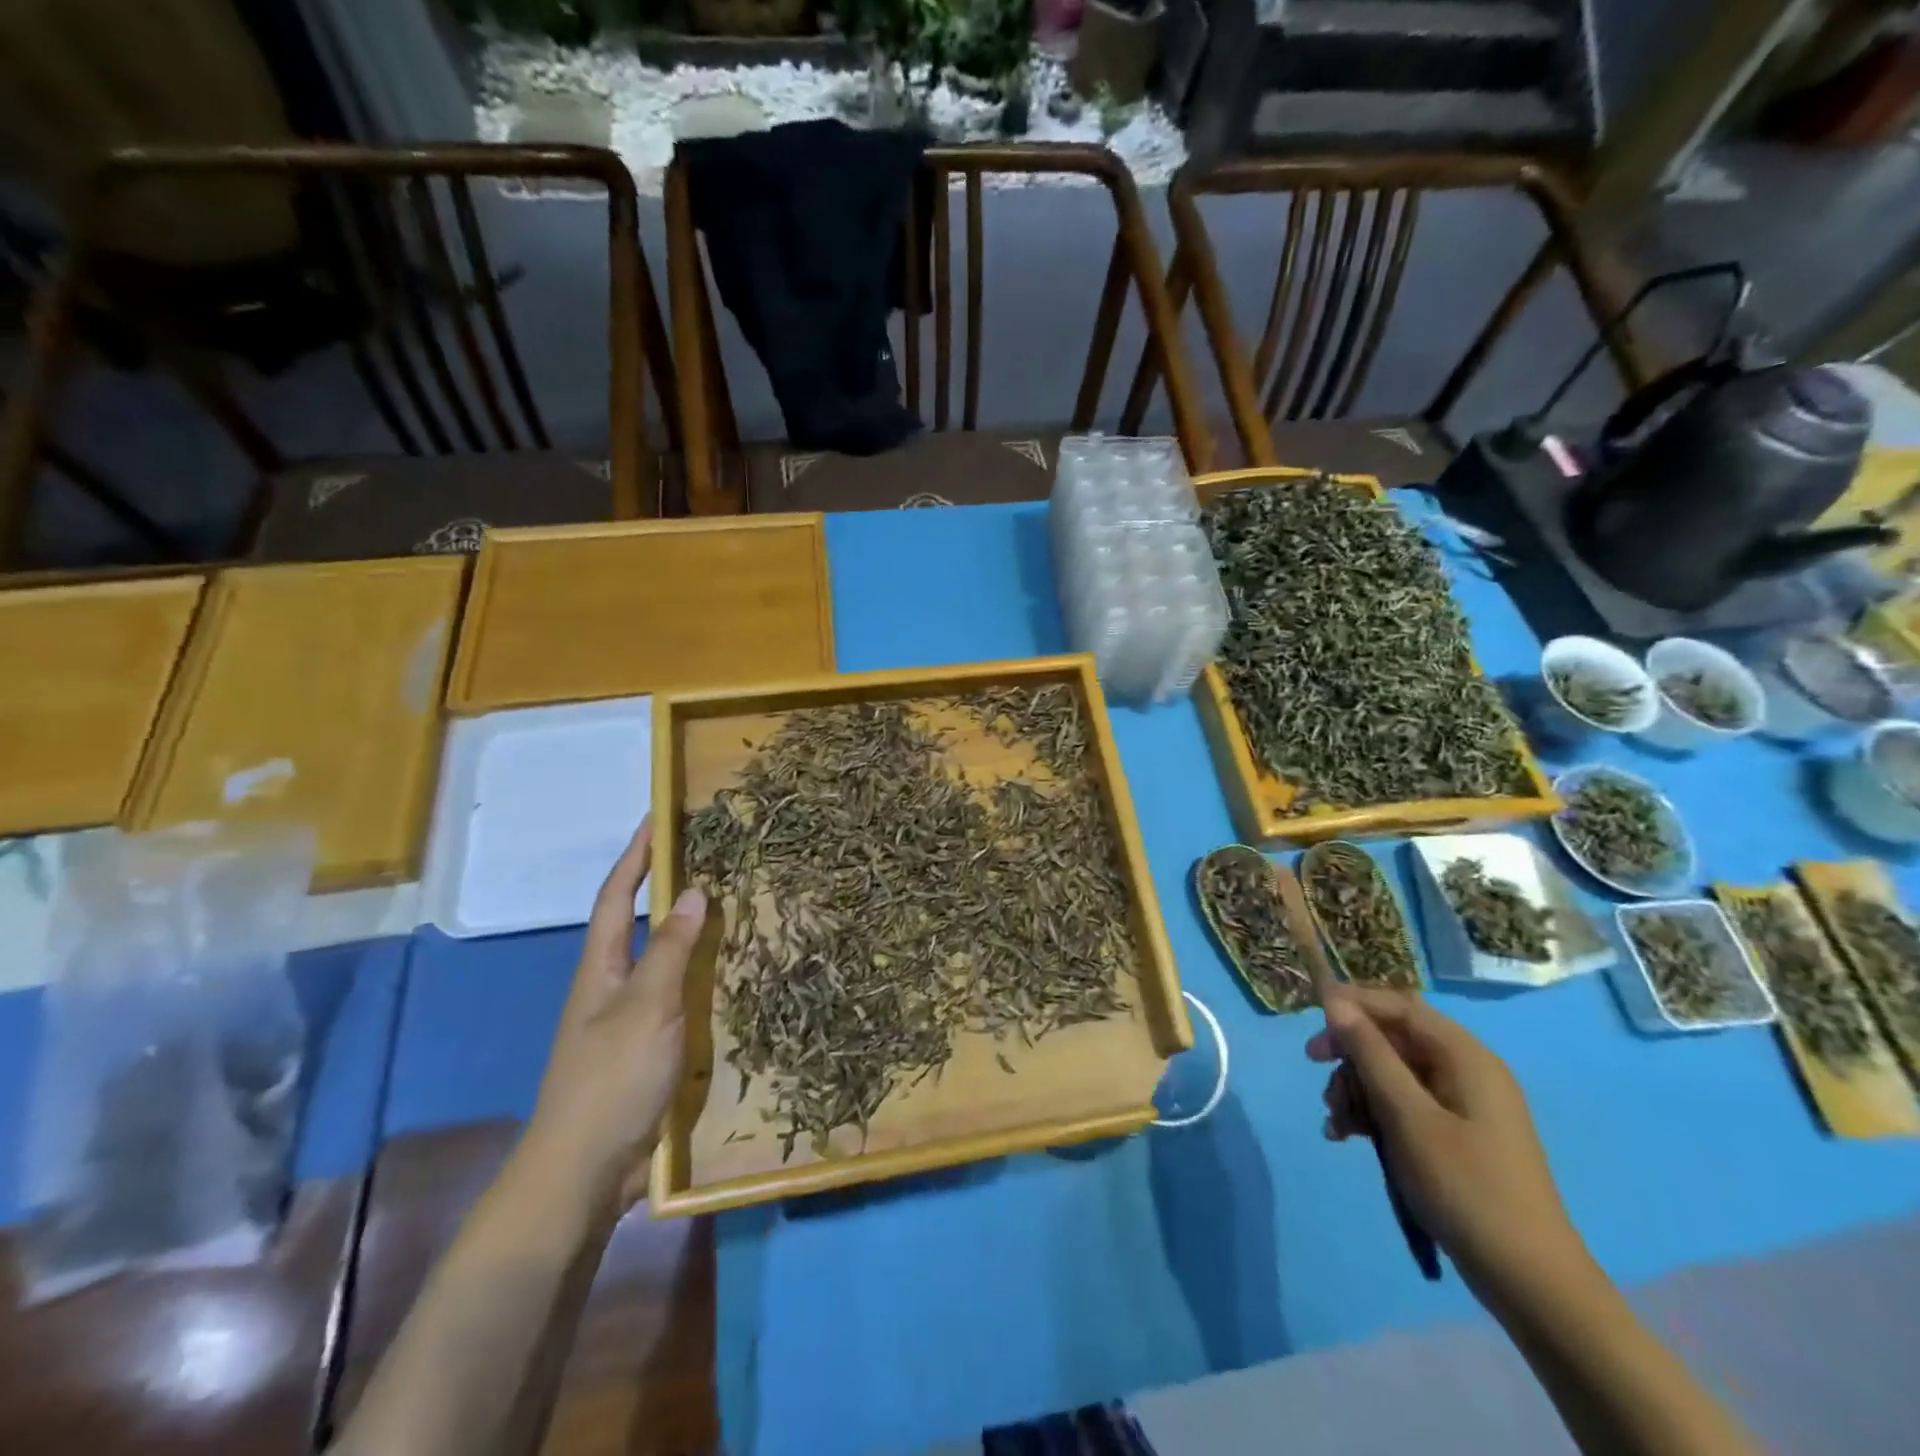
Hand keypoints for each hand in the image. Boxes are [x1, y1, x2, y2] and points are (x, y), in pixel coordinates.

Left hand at [520, 818, 707, 1211]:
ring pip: (666, 960)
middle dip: (669, 888)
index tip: (658, 818)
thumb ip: (670, 949)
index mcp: (601, 968)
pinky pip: (682, 997)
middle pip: (641, 923)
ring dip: (694, 932)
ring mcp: (632, 1019)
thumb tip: (695, 890)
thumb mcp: (645, 1008)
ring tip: (735, 906)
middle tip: (713, 859)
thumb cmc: (609, 1080)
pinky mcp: (651, 1048)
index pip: (616, 897)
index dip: (636, 856)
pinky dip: (704, 976)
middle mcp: (613, 985)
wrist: (585, 1171)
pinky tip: (734, 974)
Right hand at [1308, 985, 1583, 1299]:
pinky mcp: (1456, 1134)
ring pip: (1393, 1072)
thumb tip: (1334, 1000)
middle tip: (1316, 1071)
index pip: (1399, 1005)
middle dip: (1351, 1054)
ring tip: (1335, 1122)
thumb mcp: (1407, 1116)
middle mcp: (1466, 1070)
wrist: (1530, 1282)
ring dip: (1357, 1088)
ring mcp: (1463, 1104)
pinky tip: (1348, 1136)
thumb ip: (1370, 1053)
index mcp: (1465, 1056)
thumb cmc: (1466, 1187)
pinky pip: (1404, 1104)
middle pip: (1393, 1037)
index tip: (1311, 1017)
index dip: (1353, 1003)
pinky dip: (1374, 1113)